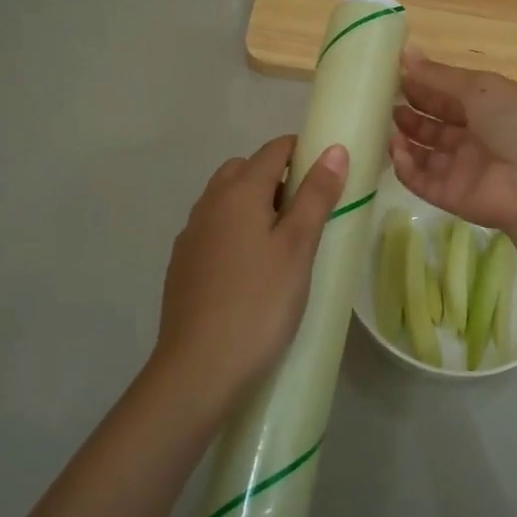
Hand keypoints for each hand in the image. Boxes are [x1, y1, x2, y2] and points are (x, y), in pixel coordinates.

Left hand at [151, 135, 346, 408]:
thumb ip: (316, 195)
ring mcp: (190, 236)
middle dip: (277, 178)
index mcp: (237, 192)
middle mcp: (208, 204)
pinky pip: (214, 231)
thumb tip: (333, 148)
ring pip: (225, 201)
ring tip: (283, 243)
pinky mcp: (183, 266)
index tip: (329, 174)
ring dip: (254, 205)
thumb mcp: (298, 247)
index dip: (304, 152)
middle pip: (244, 170)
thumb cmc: (260, 303)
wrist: (199, 368)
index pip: (274, 150)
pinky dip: (236, 232)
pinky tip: (252, 270)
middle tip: (308, 212)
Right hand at [388, 47, 516, 235]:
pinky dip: (405, 166)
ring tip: (389, 124)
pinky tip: (397, 149)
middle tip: (384, 102)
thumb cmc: (516, 121)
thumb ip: (439, 76)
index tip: (393, 75)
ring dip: (404, 138)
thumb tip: (405, 53)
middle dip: (410, 113)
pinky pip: (420, 181)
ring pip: (424, 154)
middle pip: (434, 125)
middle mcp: (475, 139)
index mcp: (489, 109)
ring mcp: (462, 169)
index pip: (448, 97)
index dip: (422, 86)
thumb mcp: (480, 87)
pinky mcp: (450, 196)